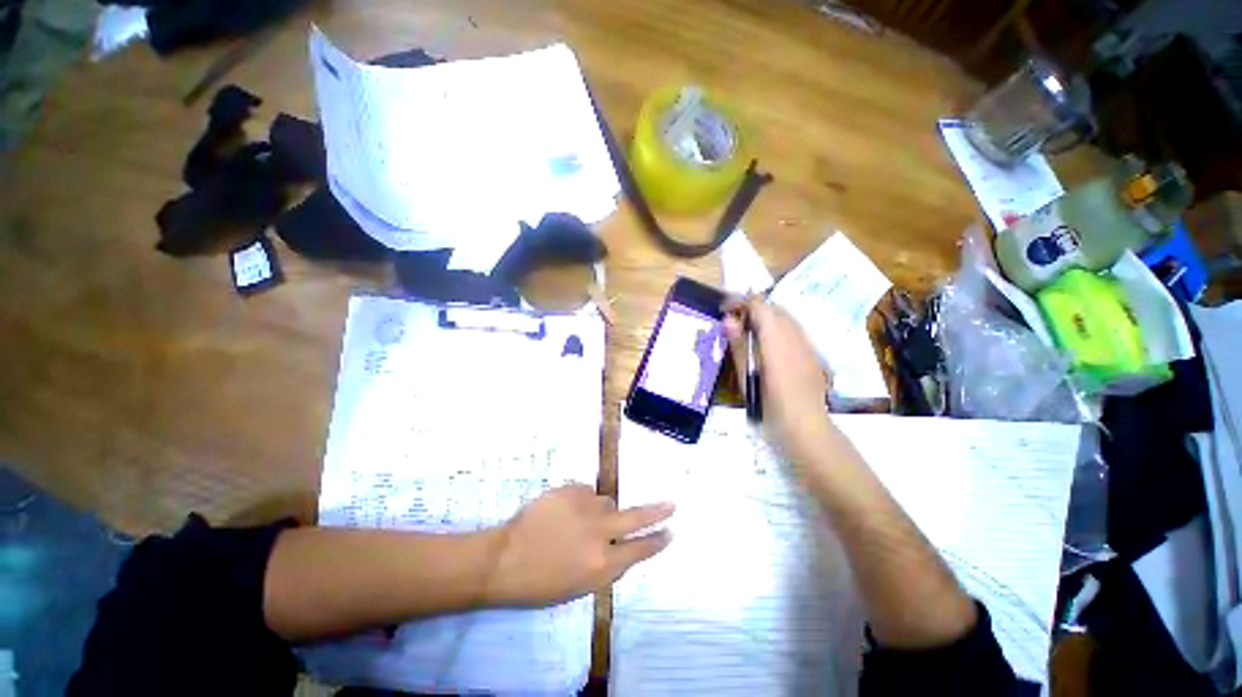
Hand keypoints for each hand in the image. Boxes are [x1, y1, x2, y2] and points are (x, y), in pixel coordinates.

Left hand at [488, 484, 673, 606]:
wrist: (505, 559)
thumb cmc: (540, 584)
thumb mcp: (581, 588)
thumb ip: (608, 568)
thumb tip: (624, 550)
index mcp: (603, 564)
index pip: (640, 550)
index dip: (657, 541)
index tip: (670, 532)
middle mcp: (600, 532)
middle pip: (636, 517)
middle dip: (657, 512)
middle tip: (671, 505)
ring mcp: (585, 507)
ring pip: (607, 501)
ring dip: (601, 510)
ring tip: (578, 521)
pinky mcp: (571, 490)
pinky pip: (587, 492)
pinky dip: (582, 500)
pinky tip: (565, 512)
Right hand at [724, 296, 834, 460]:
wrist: (806, 428)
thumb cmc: (770, 405)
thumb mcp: (747, 375)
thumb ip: (739, 345)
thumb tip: (729, 320)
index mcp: (776, 339)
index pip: (759, 305)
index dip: (740, 302)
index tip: (724, 310)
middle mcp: (795, 335)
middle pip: (774, 307)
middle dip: (753, 308)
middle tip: (734, 322)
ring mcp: (807, 344)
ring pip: (786, 318)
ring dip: (766, 317)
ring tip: (749, 333)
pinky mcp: (813, 354)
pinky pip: (794, 331)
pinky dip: (778, 329)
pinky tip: (769, 347)